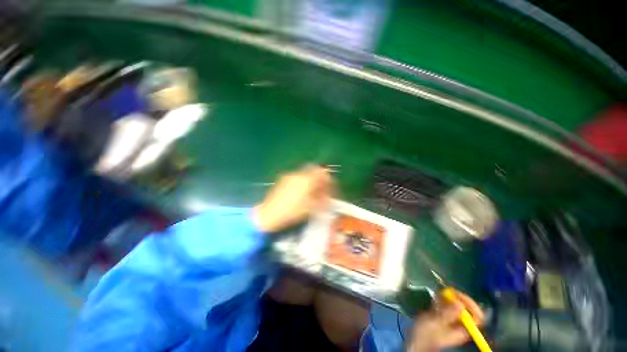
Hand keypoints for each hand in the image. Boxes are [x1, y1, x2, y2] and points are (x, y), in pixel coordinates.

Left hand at [253, 165, 333, 232]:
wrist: (269, 215)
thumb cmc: (292, 212)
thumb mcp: (311, 208)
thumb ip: (322, 200)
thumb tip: (328, 198)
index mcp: (306, 180)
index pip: (322, 173)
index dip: (328, 179)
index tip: (330, 187)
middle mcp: (298, 175)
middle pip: (313, 172)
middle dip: (319, 180)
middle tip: (322, 190)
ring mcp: (289, 177)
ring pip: (305, 175)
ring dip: (311, 182)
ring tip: (311, 194)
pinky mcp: (282, 181)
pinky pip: (297, 179)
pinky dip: (302, 183)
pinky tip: (300, 194)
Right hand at [407, 290, 484, 351]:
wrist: (416, 341)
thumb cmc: (425, 333)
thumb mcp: (435, 323)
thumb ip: (447, 314)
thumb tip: (460, 303)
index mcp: (463, 329)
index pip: (477, 316)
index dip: (470, 304)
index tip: (457, 295)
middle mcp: (461, 325)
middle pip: (467, 309)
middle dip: (457, 299)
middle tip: (446, 292)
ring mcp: (453, 322)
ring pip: (457, 307)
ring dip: (449, 299)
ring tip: (438, 295)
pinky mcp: (445, 318)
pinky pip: (449, 307)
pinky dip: (443, 301)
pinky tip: (435, 298)